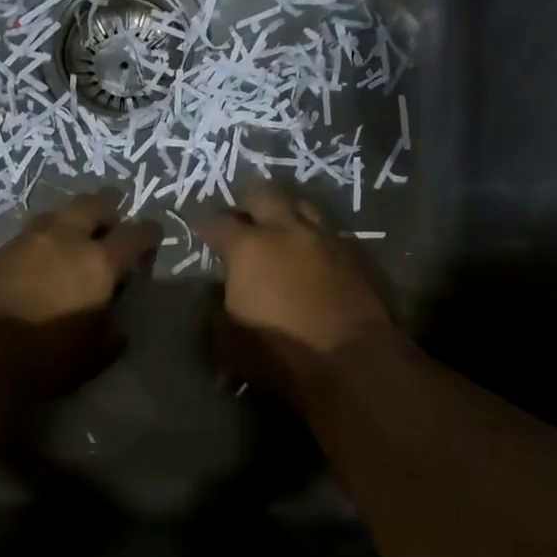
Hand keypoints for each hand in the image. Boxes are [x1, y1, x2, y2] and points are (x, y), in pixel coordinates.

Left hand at [0, 190, 161, 397]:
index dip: (149, 234)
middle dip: (109, 207)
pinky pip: (31, 232)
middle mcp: (66, 239)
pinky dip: (46, 236)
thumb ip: (111, 333)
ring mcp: (28, 240)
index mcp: (99, 263)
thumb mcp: (94, 355)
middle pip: (93, 204)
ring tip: (76, 232)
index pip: (135, 235)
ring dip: (73, 217)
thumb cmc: (45, 357)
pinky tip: (44, 252)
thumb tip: (115, 324)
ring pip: (58, 212)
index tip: (154, 236)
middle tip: (114, 219)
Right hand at [200, 186, 392, 391]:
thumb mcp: (229, 338)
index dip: (207, 227)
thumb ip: (221, 306)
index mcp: (249, 247)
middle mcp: (287, 231)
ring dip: (286, 212)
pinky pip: (327, 233)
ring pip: (302, 206)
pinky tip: (308, 253)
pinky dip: (312, 237)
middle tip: (242, 221)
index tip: (202, 234)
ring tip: (278, 229)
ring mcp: (325, 239)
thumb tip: (222, 295)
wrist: (350, 361)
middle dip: (249, 205)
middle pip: (265, 195)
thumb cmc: (279, 352)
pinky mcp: (354, 256)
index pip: (219, 223)